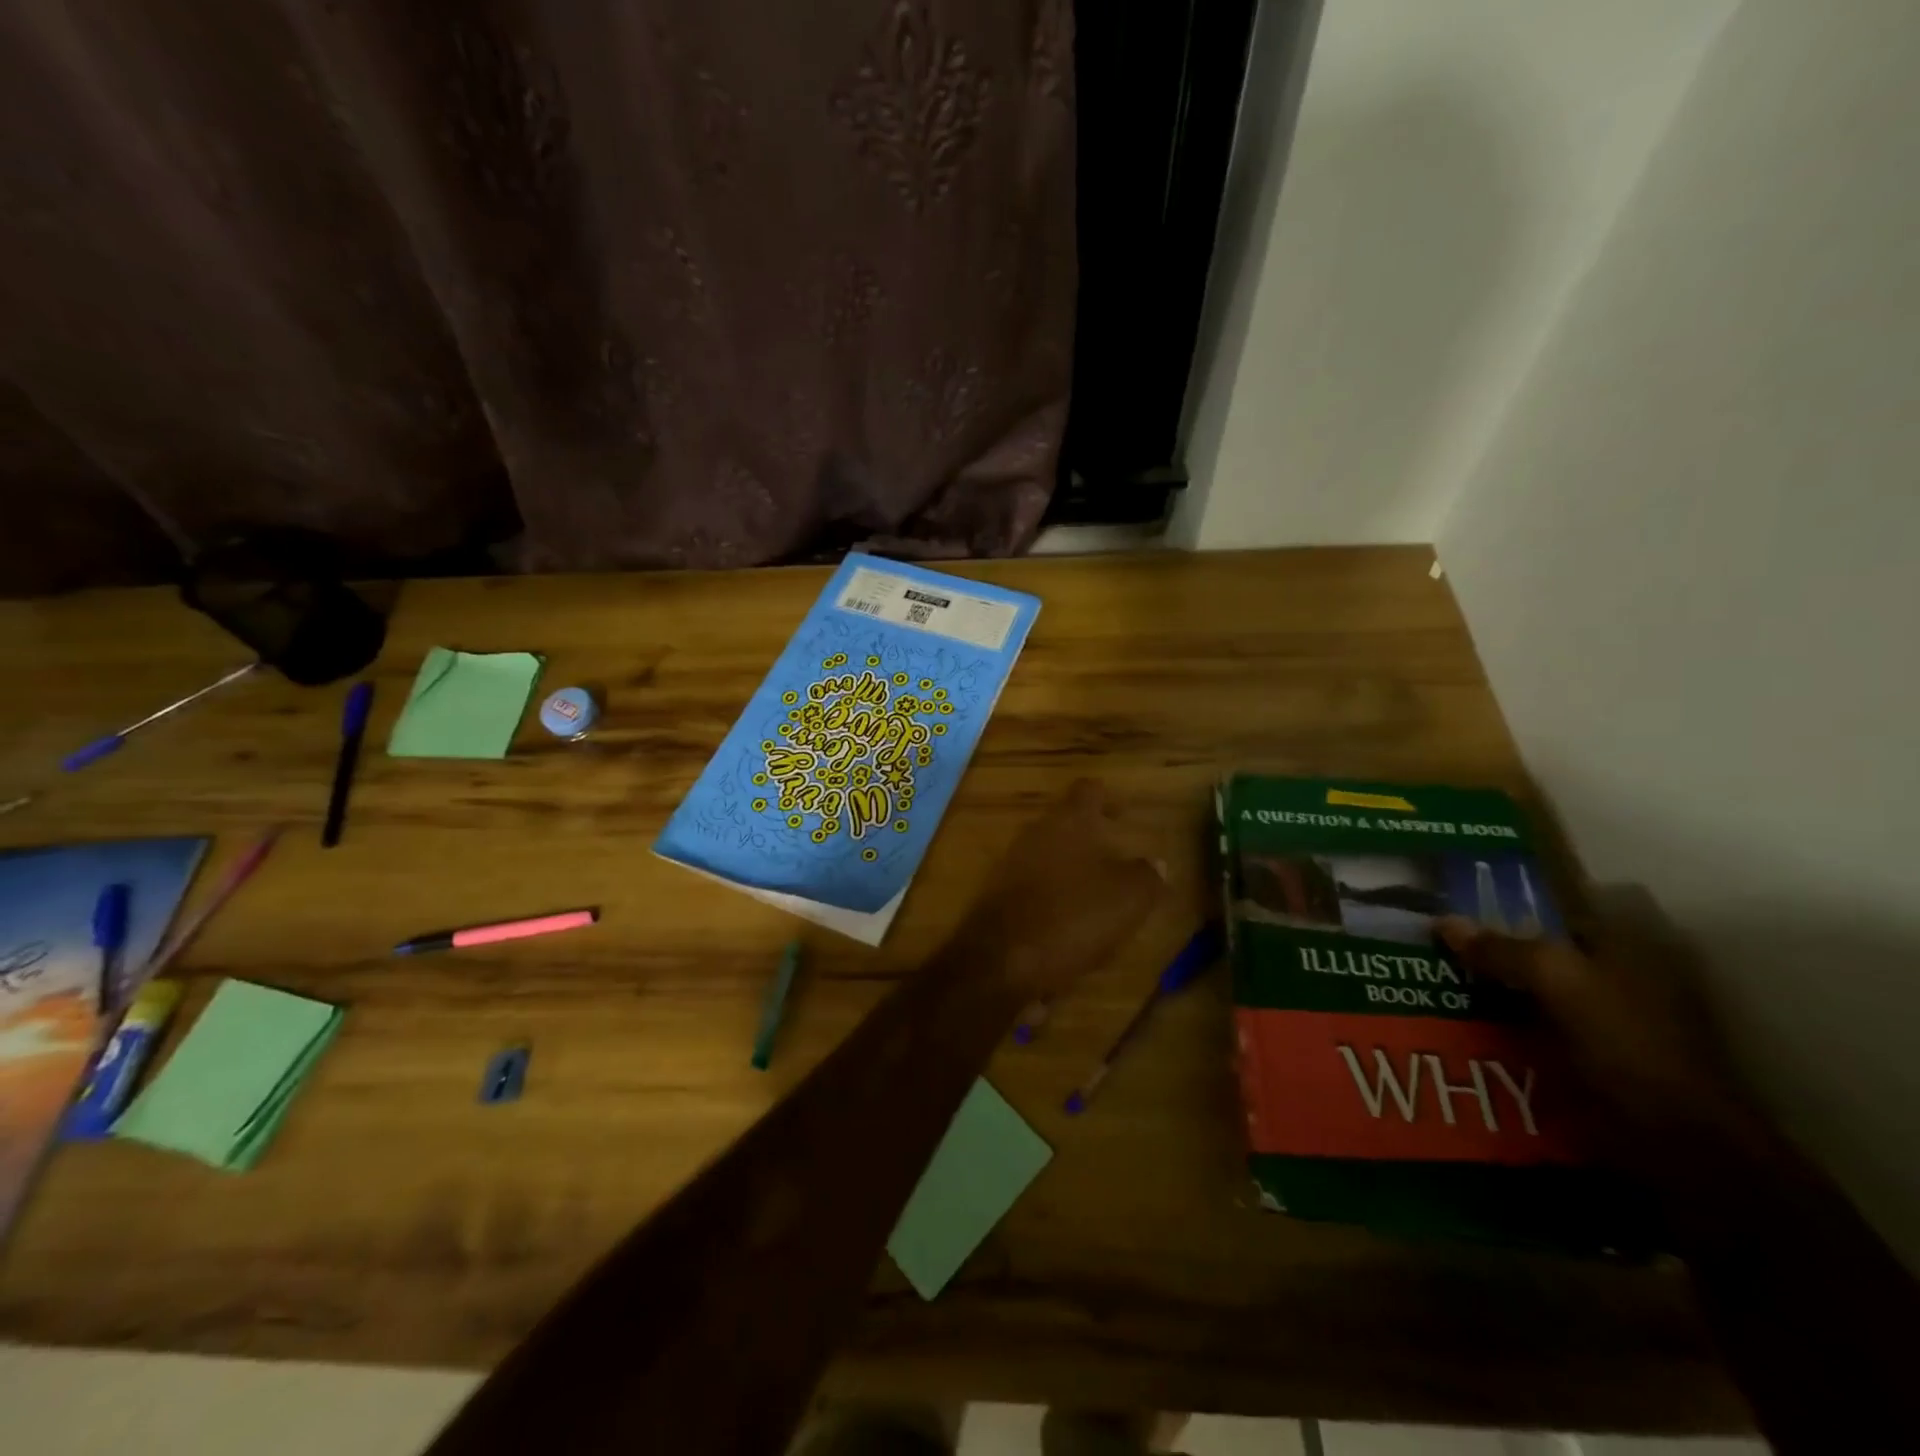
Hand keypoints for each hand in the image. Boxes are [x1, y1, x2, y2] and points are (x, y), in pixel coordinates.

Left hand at [961, 778, 1164, 999]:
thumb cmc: (1071, 918)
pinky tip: (1072, 926)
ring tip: (1101, 896)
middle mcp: (1036, 834)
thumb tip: (1156, 863)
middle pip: (1066, 823)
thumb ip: (1145, 877)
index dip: (1108, 797)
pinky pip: (1035, 889)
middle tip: (1119, 858)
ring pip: (1049, 857)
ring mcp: (1012, 865)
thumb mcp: (1127, 900)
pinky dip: (1054, 899)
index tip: (1125, 811)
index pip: (1089, 791)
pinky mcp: (998, 898)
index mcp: (1069, 822)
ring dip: (1073, 871)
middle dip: (1092, 838)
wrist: (999, 961)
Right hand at [1437, 889, 1763, 1162]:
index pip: (1553, 905)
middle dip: (1491, 947)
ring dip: (1494, 989)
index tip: (1452, 907)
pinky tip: (1467, 1028)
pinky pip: (1539, 1027)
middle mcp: (1622, 970)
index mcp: (1625, 941)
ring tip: (1436, 986)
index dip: (1503, 902)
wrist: (1683, 1143)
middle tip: (1433, 947)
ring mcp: (1613, 1016)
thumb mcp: (1558, 981)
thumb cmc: (1627, 1044)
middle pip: (1541, 947)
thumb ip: (1501, 948)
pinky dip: (1507, 1025)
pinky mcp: (1600, 1057)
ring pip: (1537, 989)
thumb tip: (1443, 921)